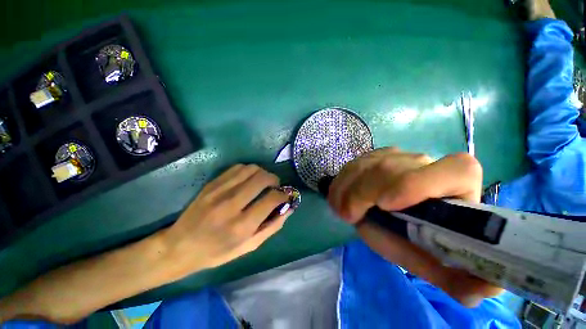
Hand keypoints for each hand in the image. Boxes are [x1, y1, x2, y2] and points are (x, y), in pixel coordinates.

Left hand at [161, 164, 291, 276]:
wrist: (180, 246)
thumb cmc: (217, 252)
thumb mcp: (249, 247)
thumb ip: (272, 227)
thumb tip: (288, 208)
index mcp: (242, 225)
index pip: (272, 199)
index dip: (283, 195)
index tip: (285, 195)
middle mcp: (231, 204)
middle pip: (262, 178)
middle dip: (274, 179)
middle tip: (275, 186)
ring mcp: (219, 191)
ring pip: (251, 169)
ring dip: (262, 173)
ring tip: (262, 182)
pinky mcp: (211, 184)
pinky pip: (237, 168)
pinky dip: (248, 171)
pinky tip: (248, 179)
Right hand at [328, 147, 502, 306]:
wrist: (388, 212)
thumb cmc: (412, 237)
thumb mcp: (429, 260)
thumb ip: (457, 277)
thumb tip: (489, 288)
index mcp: (456, 188)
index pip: (457, 170)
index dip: (419, 183)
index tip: (385, 204)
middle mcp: (427, 163)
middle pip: (392, 167)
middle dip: (363, 192)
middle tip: (349, 216)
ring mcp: (397, 156)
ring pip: (367, 164)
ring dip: (348, 188)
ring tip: (342, 211)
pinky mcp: (375, 155)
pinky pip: (354, 164)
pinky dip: (342, 181)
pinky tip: (339, 197)